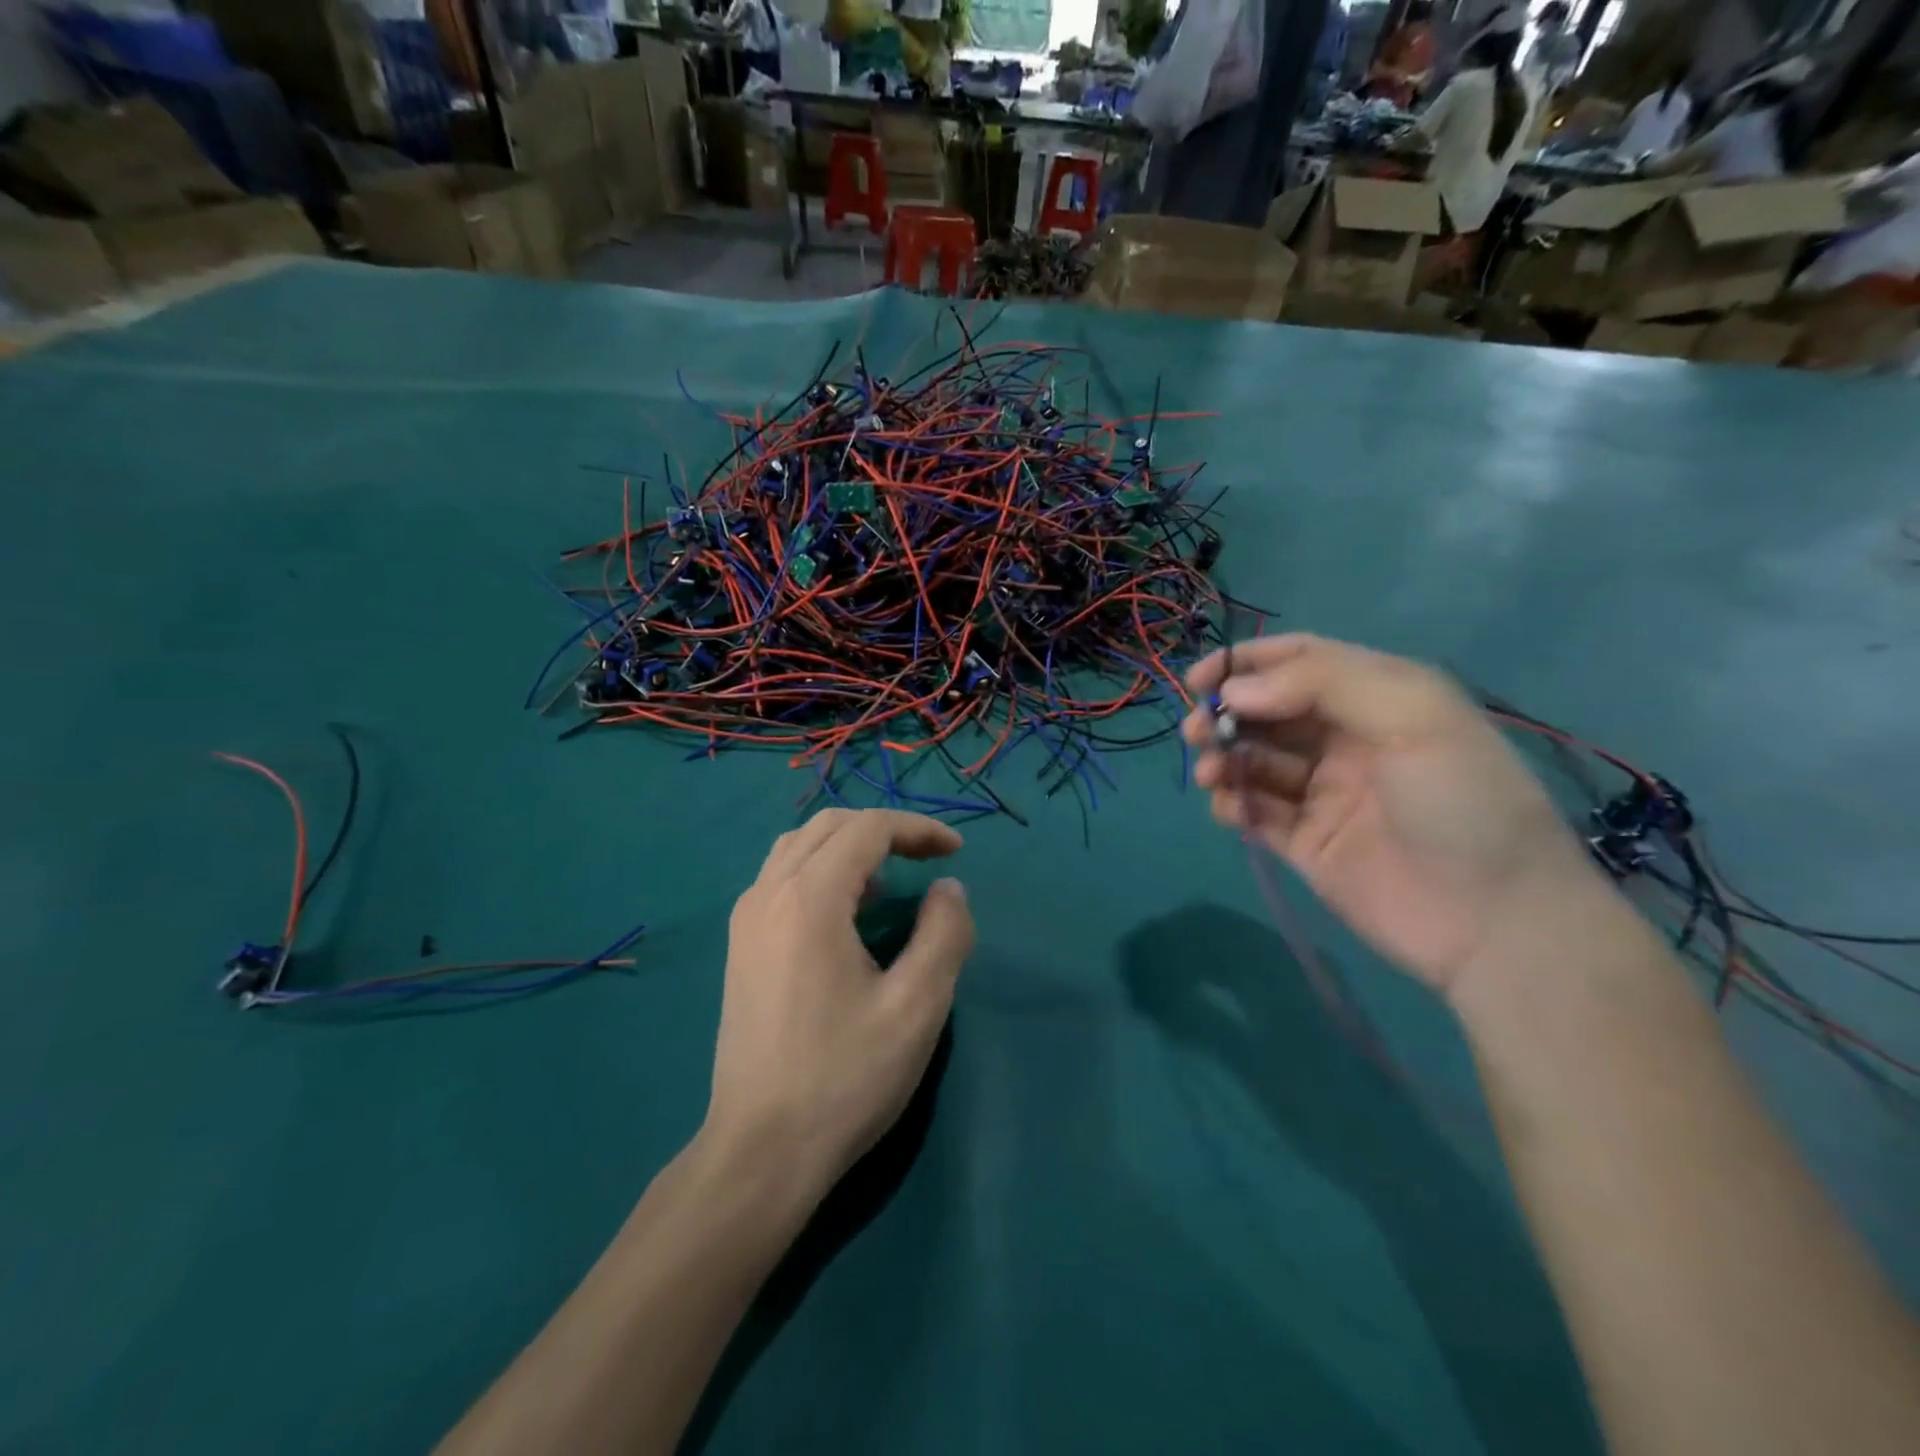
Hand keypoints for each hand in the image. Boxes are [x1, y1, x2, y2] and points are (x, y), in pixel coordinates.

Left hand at [705, 809, 974, 1202]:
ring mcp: (746, 919)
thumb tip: (949, 889)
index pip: (867, 829)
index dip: (917, 829)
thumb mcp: (917, 1006)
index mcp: (809, 898)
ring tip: (889, 882)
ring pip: (799, 847)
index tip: (956, 852)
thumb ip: (944, 934)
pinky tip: (846, 914)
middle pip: (829, 826)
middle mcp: (768, 893)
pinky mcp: (740, 946)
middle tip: (928, 857)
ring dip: (849, 847)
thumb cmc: (844, 1077)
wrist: (761, 1151)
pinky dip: (821, 871)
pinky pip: (781, 878)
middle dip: (884, 830)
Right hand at [1183, 634, 1597, 997]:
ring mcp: (1324, 793)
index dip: (1246, 663)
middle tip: (1198, 732)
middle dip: (1225, 713)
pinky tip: (1228, 809)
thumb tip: (1236, 692)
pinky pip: (1256, 812)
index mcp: (1377, 698)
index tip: (1201, 680)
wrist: (1496, 922)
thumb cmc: (1462, 801)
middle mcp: (1345, 739)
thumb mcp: (1412, 715)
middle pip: (1267, 710)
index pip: (1299, 662)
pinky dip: (1232, 804)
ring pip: (1254, 760)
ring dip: (1223, 758)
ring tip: (1211, 774)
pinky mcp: (1306, 842)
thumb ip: (1322, 683)